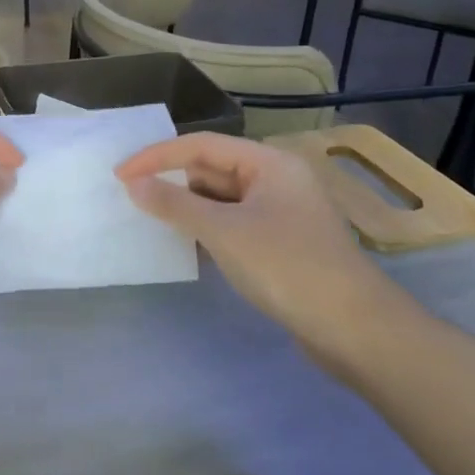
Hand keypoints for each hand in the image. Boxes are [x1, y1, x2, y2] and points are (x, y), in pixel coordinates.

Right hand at [116, 133, 414, 361]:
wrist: (354, 329)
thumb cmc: (286, 266)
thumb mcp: (223, 231)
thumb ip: (174, 204)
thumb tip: (134, 185)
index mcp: (269, 163)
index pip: (202, 145)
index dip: (157, 156)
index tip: (120, 175)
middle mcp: (277, 179)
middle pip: (212, 169)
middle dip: (173, 181)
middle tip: (133, 200)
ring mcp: (282, 212)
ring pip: (222, 198)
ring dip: (189, 208)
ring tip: (152, 222)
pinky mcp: (282, 243)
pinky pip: (233, 223)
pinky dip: (208, 229)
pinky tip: (186, 246)